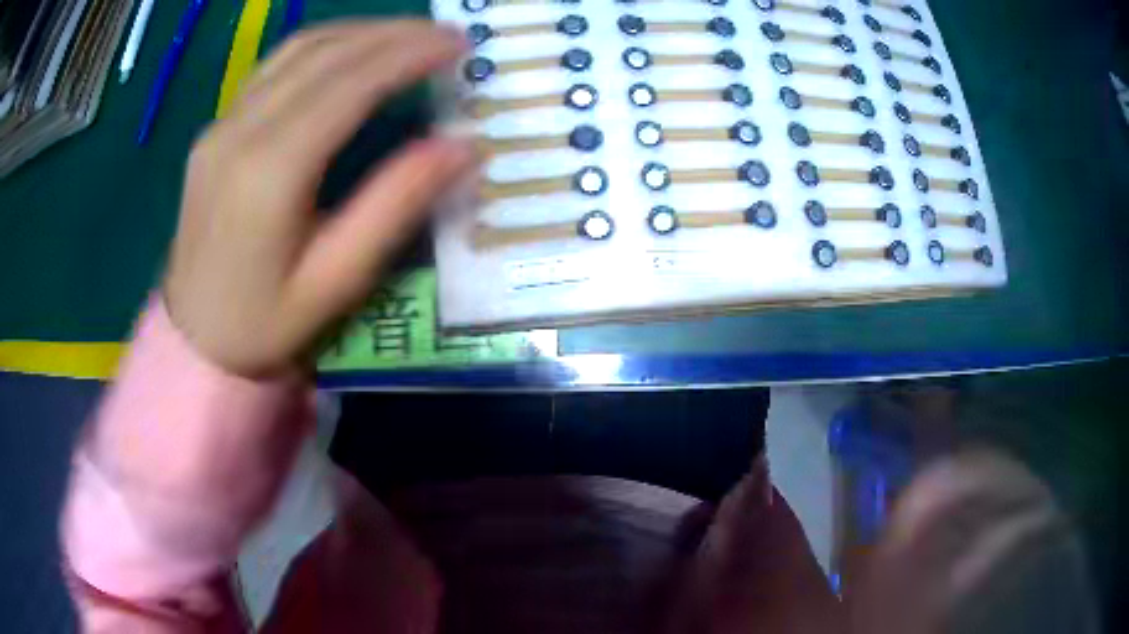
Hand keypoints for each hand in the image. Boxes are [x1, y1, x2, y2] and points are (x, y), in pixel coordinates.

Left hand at [164, 20, 474, 376]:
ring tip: (407, 35)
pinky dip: (323, 45)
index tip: (457, 43)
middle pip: (325, 55)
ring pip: (297, 50)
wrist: (192, 339)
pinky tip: (350, 50)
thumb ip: (395, 207)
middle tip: (445, 34)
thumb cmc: (264, 324)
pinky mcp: (215, 129)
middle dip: (392, 34)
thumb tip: (461, 147)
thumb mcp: (335, 281)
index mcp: (270, 172)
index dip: (408, 54)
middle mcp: (240, 131)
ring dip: (359, 32)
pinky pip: (273, 67)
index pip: (349, 85)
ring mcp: (222, 125)